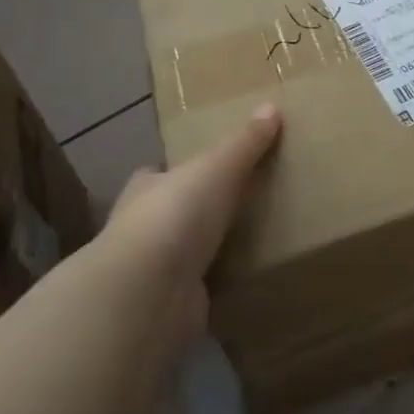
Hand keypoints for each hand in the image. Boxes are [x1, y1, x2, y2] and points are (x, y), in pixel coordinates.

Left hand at [103, 103, 282, 344]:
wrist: (149, 293)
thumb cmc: (176, 215)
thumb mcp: (217, 168)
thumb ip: (244, 142)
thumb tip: (271, 106)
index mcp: (146, 189)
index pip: (156, 174)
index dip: (174, 171)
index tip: (203, 169)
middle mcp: (142, 229)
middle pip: (169, 214)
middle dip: (193, 212)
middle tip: (237, 205)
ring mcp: (153, 272)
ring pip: (183, 254)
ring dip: (206, 251)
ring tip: (249, 242)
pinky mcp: (171, 307)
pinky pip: (200, 291)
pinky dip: (217, 288)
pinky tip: (243, 283)